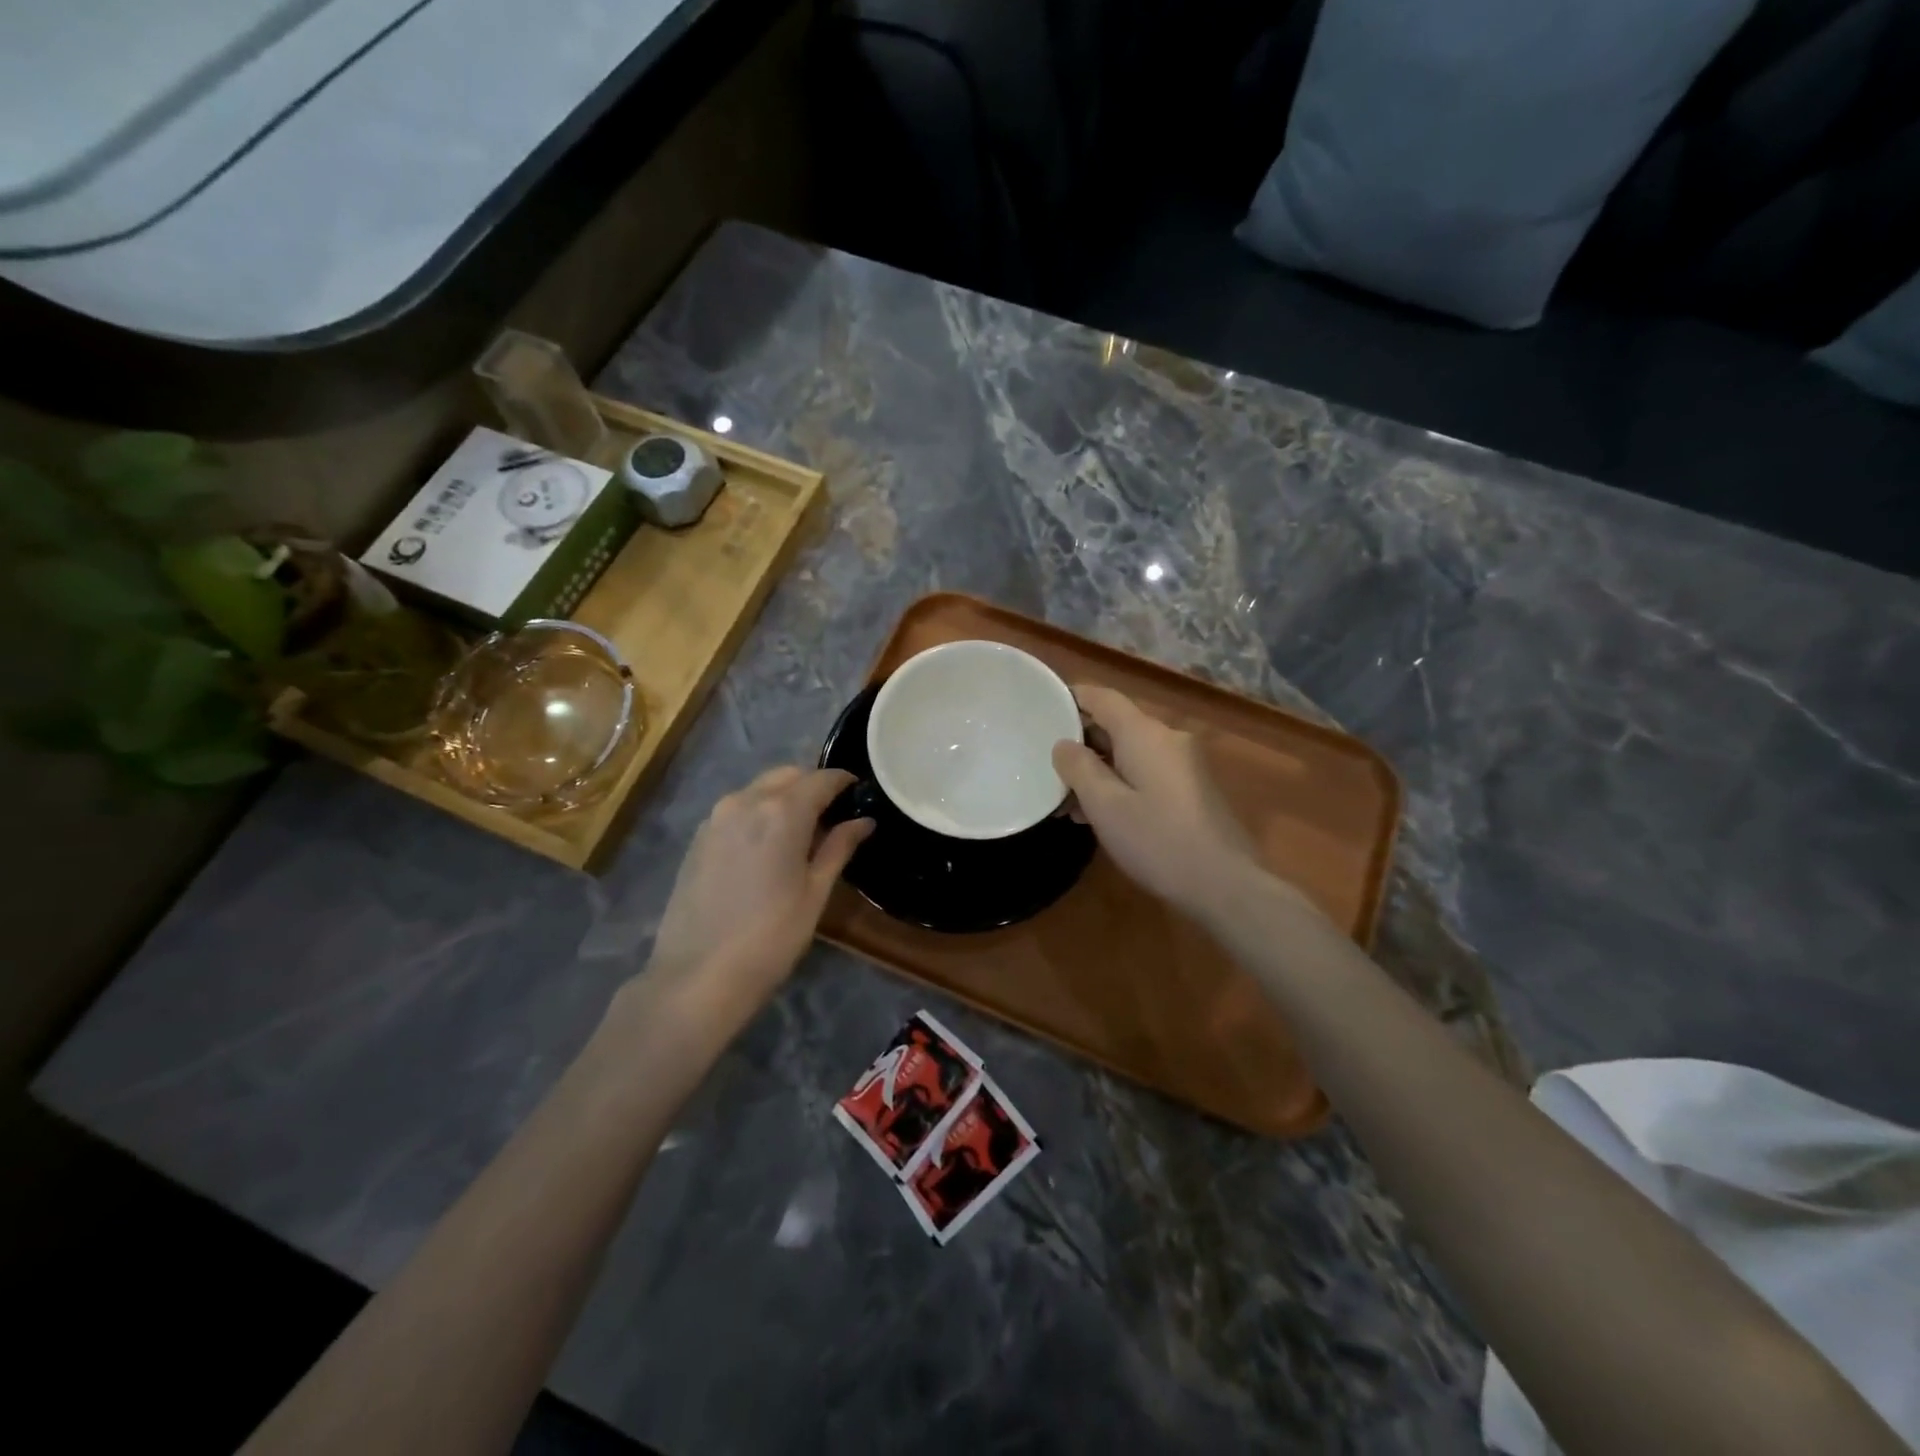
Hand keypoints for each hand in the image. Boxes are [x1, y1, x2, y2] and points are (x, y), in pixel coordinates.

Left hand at [641, 766, 872, 1029]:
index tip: (859, 793)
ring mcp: (716, 817)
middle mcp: (746, 801)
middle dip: (812, 786)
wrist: (697, 976)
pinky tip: (766, 846)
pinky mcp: (698, 837)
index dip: (844, 781)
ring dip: (783, 797)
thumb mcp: (815, 893)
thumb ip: (839, 847)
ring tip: (800, 832)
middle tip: (832, 815)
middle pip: (787, 775)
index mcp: (782, 811)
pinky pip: (737, 808)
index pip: (822, 778)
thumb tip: (863, 821)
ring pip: (759, 789)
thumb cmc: (770, 937)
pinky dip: (758, 812)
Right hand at [1053, 685, 1266, 919]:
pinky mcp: (1193, 789)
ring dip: (1099, 769)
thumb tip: (1064, 744)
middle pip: (1117, 725)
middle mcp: (1168, 739)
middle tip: (1048, 767)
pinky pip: (1147, 771)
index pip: (1103, 697)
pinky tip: (1102, 814)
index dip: (1072, 698)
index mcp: (1144, 734)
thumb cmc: (1157, 840)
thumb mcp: (1105, 806)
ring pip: (1131, 752)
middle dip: (1081, 743)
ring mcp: (1185, 764)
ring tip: (1067, 802)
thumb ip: (1079, 768)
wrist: (1224, 884)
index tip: (1043, 708)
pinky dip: (1121, 782)